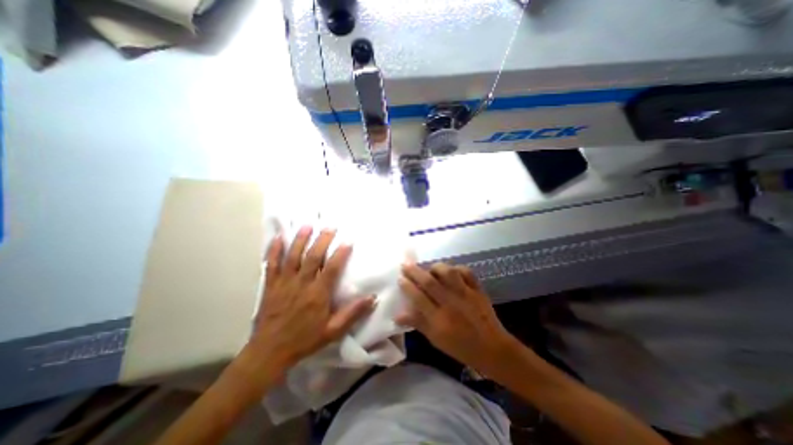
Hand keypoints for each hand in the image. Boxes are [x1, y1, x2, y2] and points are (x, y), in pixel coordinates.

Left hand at [248, 228, 375, 373]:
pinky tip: (278, 238)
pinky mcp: (270, 286)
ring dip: (300, 239)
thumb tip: (373, 298)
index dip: (341, 253)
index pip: (331, 268)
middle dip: (322, 240)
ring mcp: (284, 283)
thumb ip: (353, 313)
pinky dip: (274, 250)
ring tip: (307, 225)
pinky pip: (271, 264)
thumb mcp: (333, 331)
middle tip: (330, 227)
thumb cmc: (304, 340)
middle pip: (312, 257)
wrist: (270, 352)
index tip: (348, 241)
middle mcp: (301, 284)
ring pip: (292, 256)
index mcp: (317, 294)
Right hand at [396, 262, 514, 377]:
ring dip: (436, 267)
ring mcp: (466, 294)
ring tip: (429, 268)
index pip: (418, 297)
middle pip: (429, 282)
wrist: (492, 349)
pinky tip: (451, 271)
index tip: (400, 278)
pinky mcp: (477, 290)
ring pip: (448, 273)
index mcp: (439, 319)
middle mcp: (451, 303)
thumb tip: (397, 315)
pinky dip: (457, 268)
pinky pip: (467, 272)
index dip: (407, 286)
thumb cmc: (460, 347)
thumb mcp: (435, 339)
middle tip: (405, 264)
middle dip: (415, 271)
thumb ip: (417, 323)